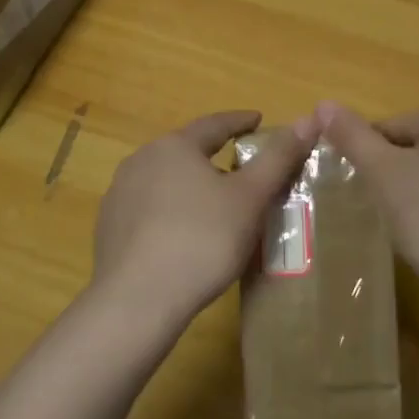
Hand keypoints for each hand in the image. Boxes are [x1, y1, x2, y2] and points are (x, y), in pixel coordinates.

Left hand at [90, 110, 317, 330]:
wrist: (138, 300)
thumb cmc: (203, 239)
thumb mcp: (250, 197)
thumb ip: (279, 157)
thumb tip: (309, 118)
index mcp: (175, 146)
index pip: (214, 124)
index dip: (240, 121)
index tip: (257, 120)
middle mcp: (141, 160)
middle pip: (186, 151)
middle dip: (214, 156)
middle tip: (241, 170)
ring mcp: (120, 194)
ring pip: (165, 180)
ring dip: (190, 186)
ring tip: (214, 205)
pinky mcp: (108, 227)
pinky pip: (148, 209)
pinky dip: (170, 212)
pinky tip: (183, 235)